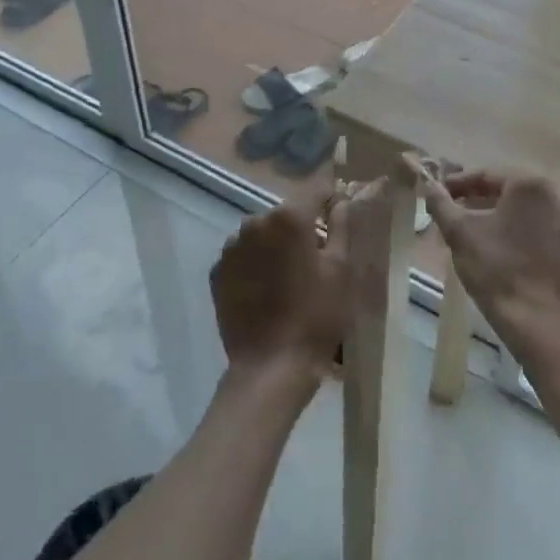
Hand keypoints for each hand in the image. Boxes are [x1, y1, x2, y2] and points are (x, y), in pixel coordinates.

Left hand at [210, 193, 352, 390]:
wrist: (270, 368)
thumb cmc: (316, 317)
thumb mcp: (341, 270)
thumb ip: (342, 227)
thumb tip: (342, 201)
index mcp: (288, 217)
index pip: (315, 190)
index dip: (331, 200)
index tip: (340, 216)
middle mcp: (255, 222)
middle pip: (286, 214)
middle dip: (301, 227)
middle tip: (316, 258)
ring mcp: (232, 247)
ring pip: (262, 234)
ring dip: (275, 246)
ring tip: (288, 279)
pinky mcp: (218, 272)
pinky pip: (243, 257)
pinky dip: (254, 265)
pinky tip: (266, 292)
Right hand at [423, 172, 559, 353]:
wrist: (543, 328)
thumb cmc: (498, 271)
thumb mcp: (460, 233)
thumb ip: (441, 203)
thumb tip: (428, 185)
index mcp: (530, 185)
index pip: (485, 175)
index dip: (457, 184)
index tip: (438, 194)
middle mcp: (556, 197)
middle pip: (507, 192)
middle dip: (478, 200)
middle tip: (453, 213)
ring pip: (524, 213)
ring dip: (498, 218)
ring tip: (473, 234)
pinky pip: (539, 233)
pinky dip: (518, 236)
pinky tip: (501, 254)